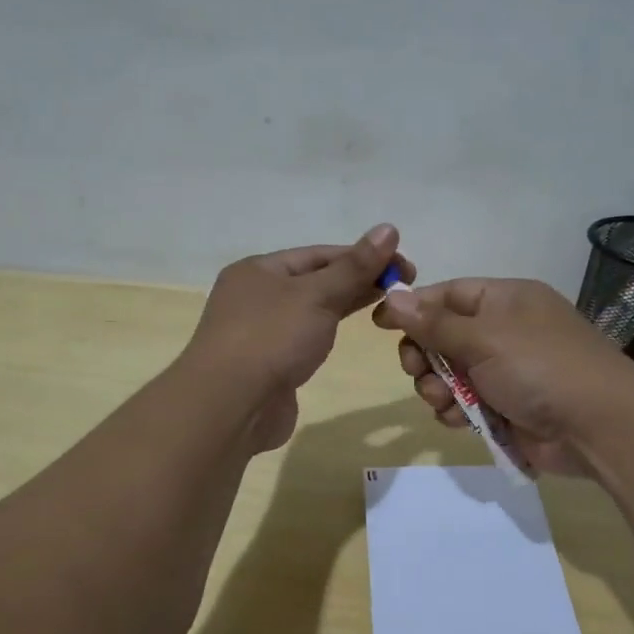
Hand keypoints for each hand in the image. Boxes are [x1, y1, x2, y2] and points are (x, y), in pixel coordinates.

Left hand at [185, 224, 412, 451]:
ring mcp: (259, 333)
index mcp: (258, 270)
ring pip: (309, 311)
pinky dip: (327, 332)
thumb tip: (389, 228)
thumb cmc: (272, 338)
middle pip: (314, 280)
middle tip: (403, 287)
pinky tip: (347, 334)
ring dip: (344, 305)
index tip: (403, 266)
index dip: (362, 256)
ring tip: (386, 307)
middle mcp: (254, 296)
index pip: (318, 254)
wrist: (231, 405)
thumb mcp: (317, 295)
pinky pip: (303, 339)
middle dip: (357, 281)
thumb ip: (354, 266)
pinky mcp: (268, 365)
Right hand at [373, 278, 633, 476]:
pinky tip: (459, 420)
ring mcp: (506, 371)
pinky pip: (464, 403)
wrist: (598, 427)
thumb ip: (434, 322)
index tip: (380, 324)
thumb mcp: (483, 338)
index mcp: (505, 300)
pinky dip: (456, 411)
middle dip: (424, 356)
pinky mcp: (506, 406)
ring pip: (448, 374)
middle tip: (417, 370)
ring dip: (437, 388)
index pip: (447, 294)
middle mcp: (504, 331)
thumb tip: (393, 296)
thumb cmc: (540, 367)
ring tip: (445, 401)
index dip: (413, 307)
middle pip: (442, 336)